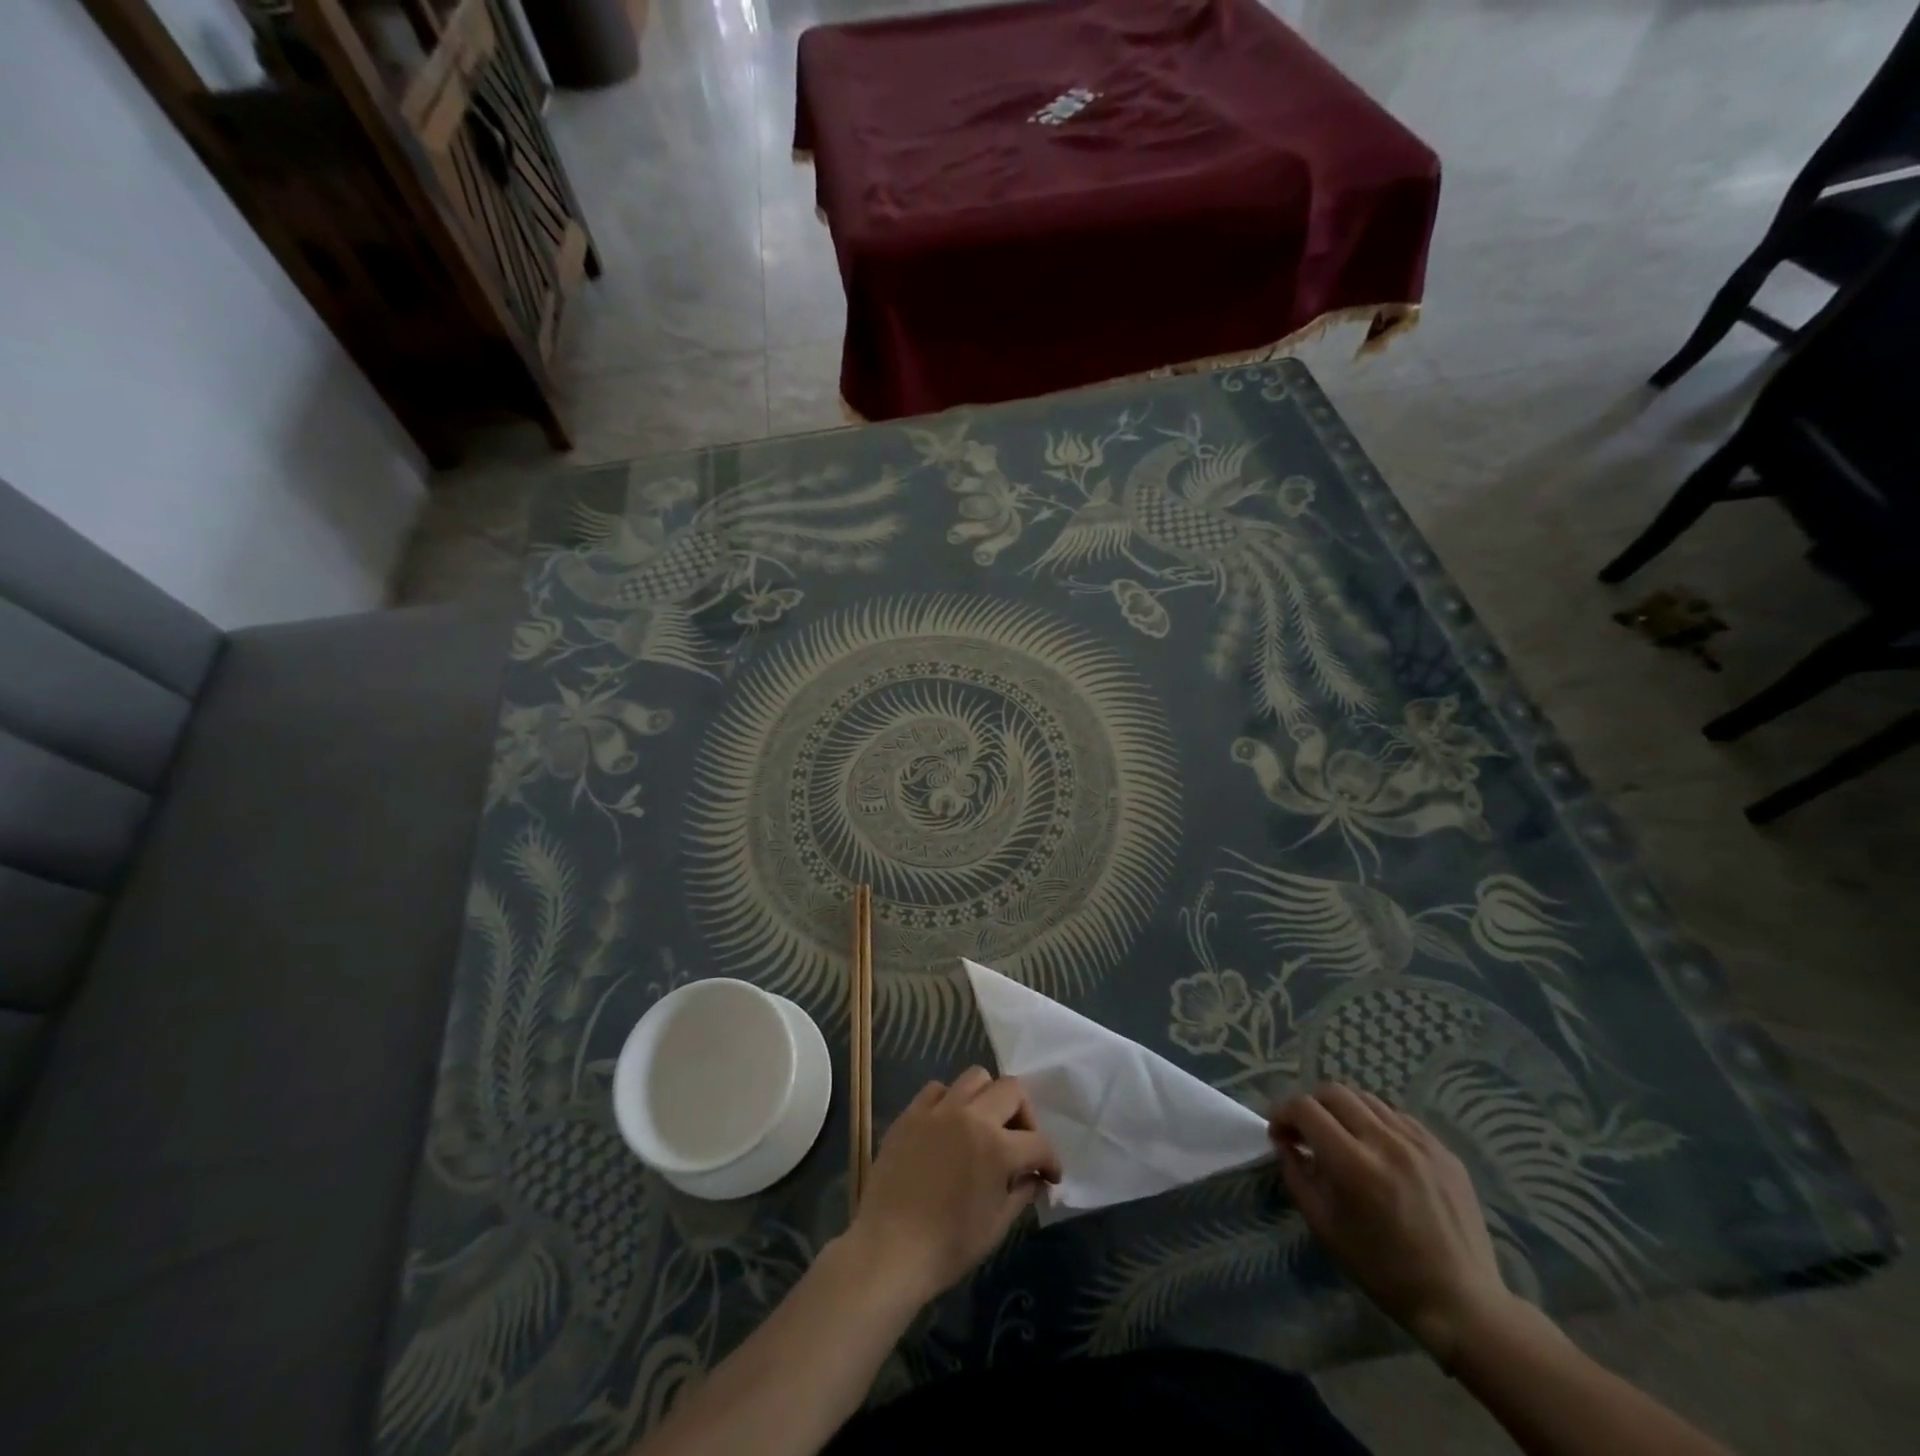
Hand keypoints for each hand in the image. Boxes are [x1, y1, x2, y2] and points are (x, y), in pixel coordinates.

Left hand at [846, 1067, 1060, 1304]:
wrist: (889, 1249)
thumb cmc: (948, 1246)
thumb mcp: (996, 1226)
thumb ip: (1021, 1193)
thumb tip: (1036, 1178)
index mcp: (997, 1147)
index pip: (1038, 1142)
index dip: (1050, 1160)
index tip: (1050, 1175)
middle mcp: (971, 1116)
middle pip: (1011, 1088)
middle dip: (1025, 1114)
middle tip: (1020, 1141)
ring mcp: (938, 1110)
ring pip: (975, 1077)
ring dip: (988, 1097)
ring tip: (984, 1125)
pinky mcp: (911, 1113)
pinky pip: (937, 1089)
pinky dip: (950, 1100)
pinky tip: (948, 1125)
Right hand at [1270, 1084, 1517, 1364]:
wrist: (1461, 1303)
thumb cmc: (1383, 1270)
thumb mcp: (1324, 1226)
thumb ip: (1296, 1174)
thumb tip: (1284, 1141)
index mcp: (1353, 1164)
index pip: (1305, 1108)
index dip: (1283, 1113)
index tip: (1280, 1133)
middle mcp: (1386, 1142)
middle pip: (1334, 1092)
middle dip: (1311, 1105)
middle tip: (1307, 1132)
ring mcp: (1420, 1143)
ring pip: (1367, 1099)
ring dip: (1344, 1110)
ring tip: (1343, 1138)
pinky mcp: (1444, 1150)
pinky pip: (1399, 1117)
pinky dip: (1377, 1123)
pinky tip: (1378, 1150)